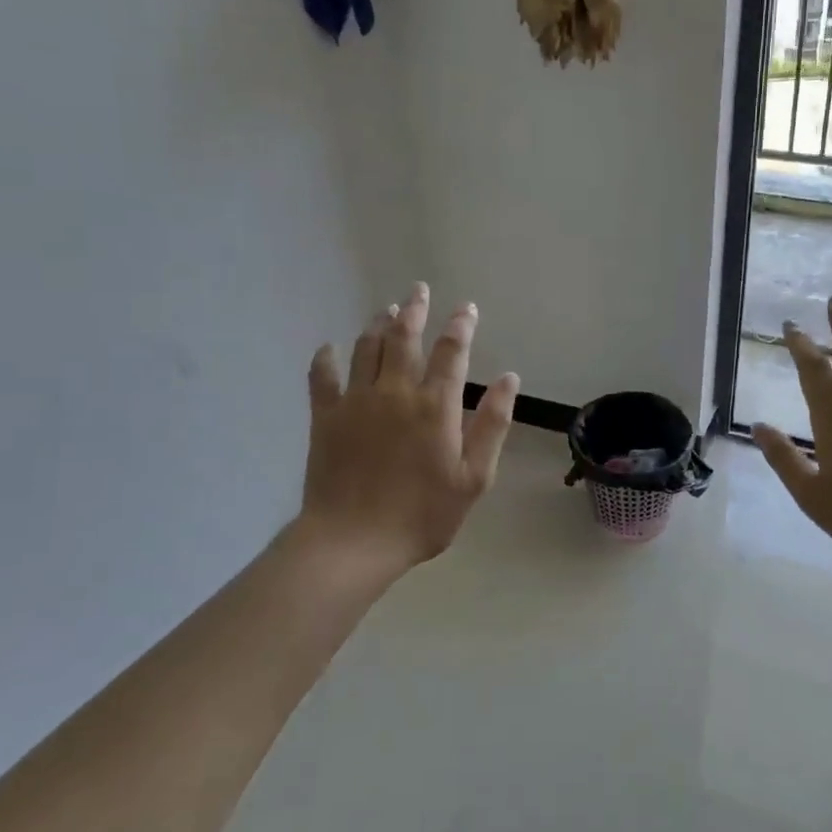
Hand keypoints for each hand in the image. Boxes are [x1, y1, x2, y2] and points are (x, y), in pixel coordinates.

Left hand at [299, 283, 519, 580]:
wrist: (353, 542)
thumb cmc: (422, 515)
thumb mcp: (473, 478)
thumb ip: (492, 424)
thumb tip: (509, 379)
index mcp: (435, 405)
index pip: (451, 352)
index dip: (461, 325)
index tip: (466, 308)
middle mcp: (395, 391)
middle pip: (404, 337)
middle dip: (414, 309)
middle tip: (418, 289)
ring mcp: (356, 401)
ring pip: (367, 348)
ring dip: (378, 324)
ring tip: (386, 310)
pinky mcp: (325, 417)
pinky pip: (322, 377)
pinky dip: (326, 359)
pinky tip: (328, 349)